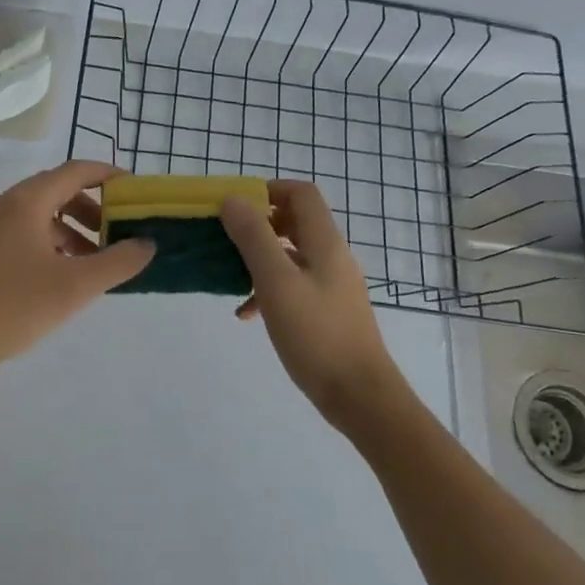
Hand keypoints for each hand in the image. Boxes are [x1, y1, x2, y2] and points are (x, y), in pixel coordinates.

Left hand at [0, 161, 155, 376]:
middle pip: (57, 191)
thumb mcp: (74, 287)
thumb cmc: (11, 307)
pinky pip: (23, 233)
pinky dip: (49, 243)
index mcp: (26, 202)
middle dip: (92, 209)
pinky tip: (60, 276)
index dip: (108, 176)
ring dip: (71, 230)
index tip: (134, 191)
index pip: (75, 171)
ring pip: (40, 215)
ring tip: (93, 262)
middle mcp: (5, 205)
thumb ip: (117, 263)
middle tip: (117, 233)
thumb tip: (147, 244)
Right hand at [221, 181, 410, 430]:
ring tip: (229, 275)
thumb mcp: (276, 282)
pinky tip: (246, 313)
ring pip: (290, 255)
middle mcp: (331, 256)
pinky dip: (268, 288)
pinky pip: (293, 284)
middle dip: (257, 224)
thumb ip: (253, 238)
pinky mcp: (327, 310)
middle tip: (225, 238)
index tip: (234, 206)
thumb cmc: (316, 334)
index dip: (268, 190)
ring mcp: (331, 284)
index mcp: (324, 242)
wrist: (359, 395)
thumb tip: (232, 199)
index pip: (300, 194)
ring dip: (259, 258)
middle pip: (294, 221)